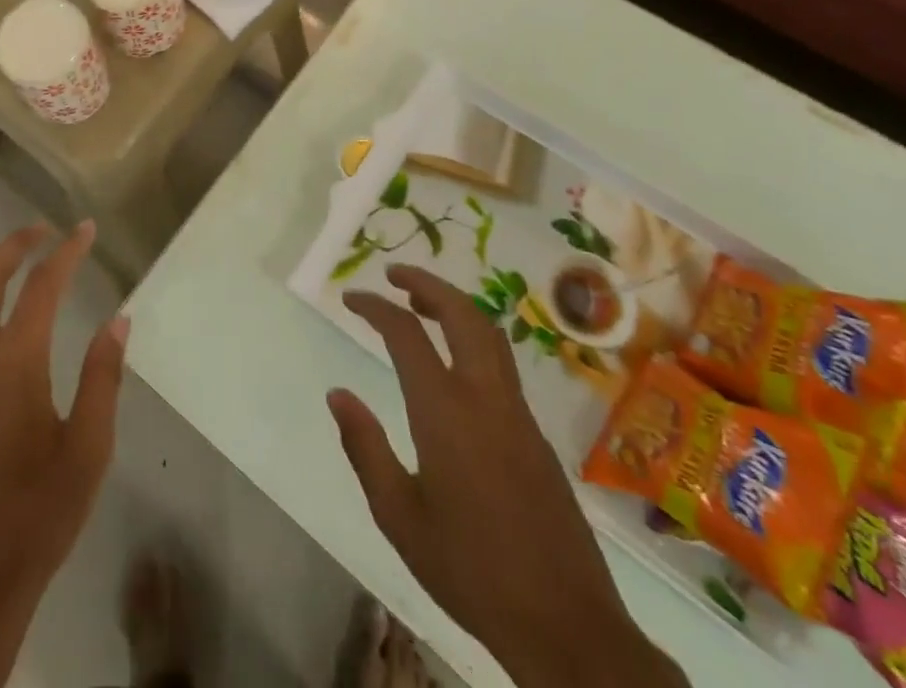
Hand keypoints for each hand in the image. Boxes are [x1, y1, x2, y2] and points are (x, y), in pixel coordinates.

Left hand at [0, 220, 127, 687]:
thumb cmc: (38, 517)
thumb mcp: (89, 450)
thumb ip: (102, 377)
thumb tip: (118, 320)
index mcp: (12, 369)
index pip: (40, 290)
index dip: (65, 253)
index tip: (85, 229)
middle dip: (12, 247)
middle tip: (42, 229)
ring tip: (16, 264)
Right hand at [328, 265, 686, 687]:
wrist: (568, 629)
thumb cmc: (471, 571)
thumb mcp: (399, 516)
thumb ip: (366, 448)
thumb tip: (338, 394)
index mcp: (445, 411)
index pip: (406, 333)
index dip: (375, 307)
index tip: (351, 298)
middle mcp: (485, 397)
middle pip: (462, 314)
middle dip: (427, 283)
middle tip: (394, 275)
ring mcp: (518, 414)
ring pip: (489, 334)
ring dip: (454, 306)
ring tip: (421, 304)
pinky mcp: (537, 436)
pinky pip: (502, 364)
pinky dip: (473, 338)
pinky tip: (455, 362)